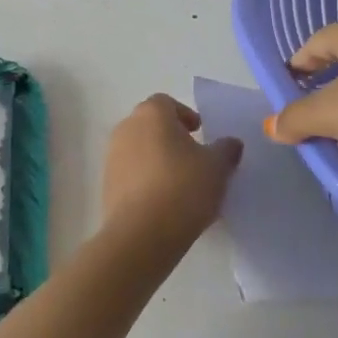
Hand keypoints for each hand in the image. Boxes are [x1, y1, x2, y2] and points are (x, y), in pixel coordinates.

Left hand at [101, 95, 243, 242]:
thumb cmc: (183, 188)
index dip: (185, 115)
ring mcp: (111, 157)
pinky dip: (145, 180)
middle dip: (170, 137)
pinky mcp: (106, 186)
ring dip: (157, 159)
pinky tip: (163, 202)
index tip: (200, 133)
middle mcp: (126, 128)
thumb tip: (231, 143)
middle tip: (193, 157)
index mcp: (151, 114)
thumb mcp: (217, 167)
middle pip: (150, 125)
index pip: (167, 103)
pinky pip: (130, 174)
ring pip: (139, 150)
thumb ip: (226, 149)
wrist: (141, 234)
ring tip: (180, 183)